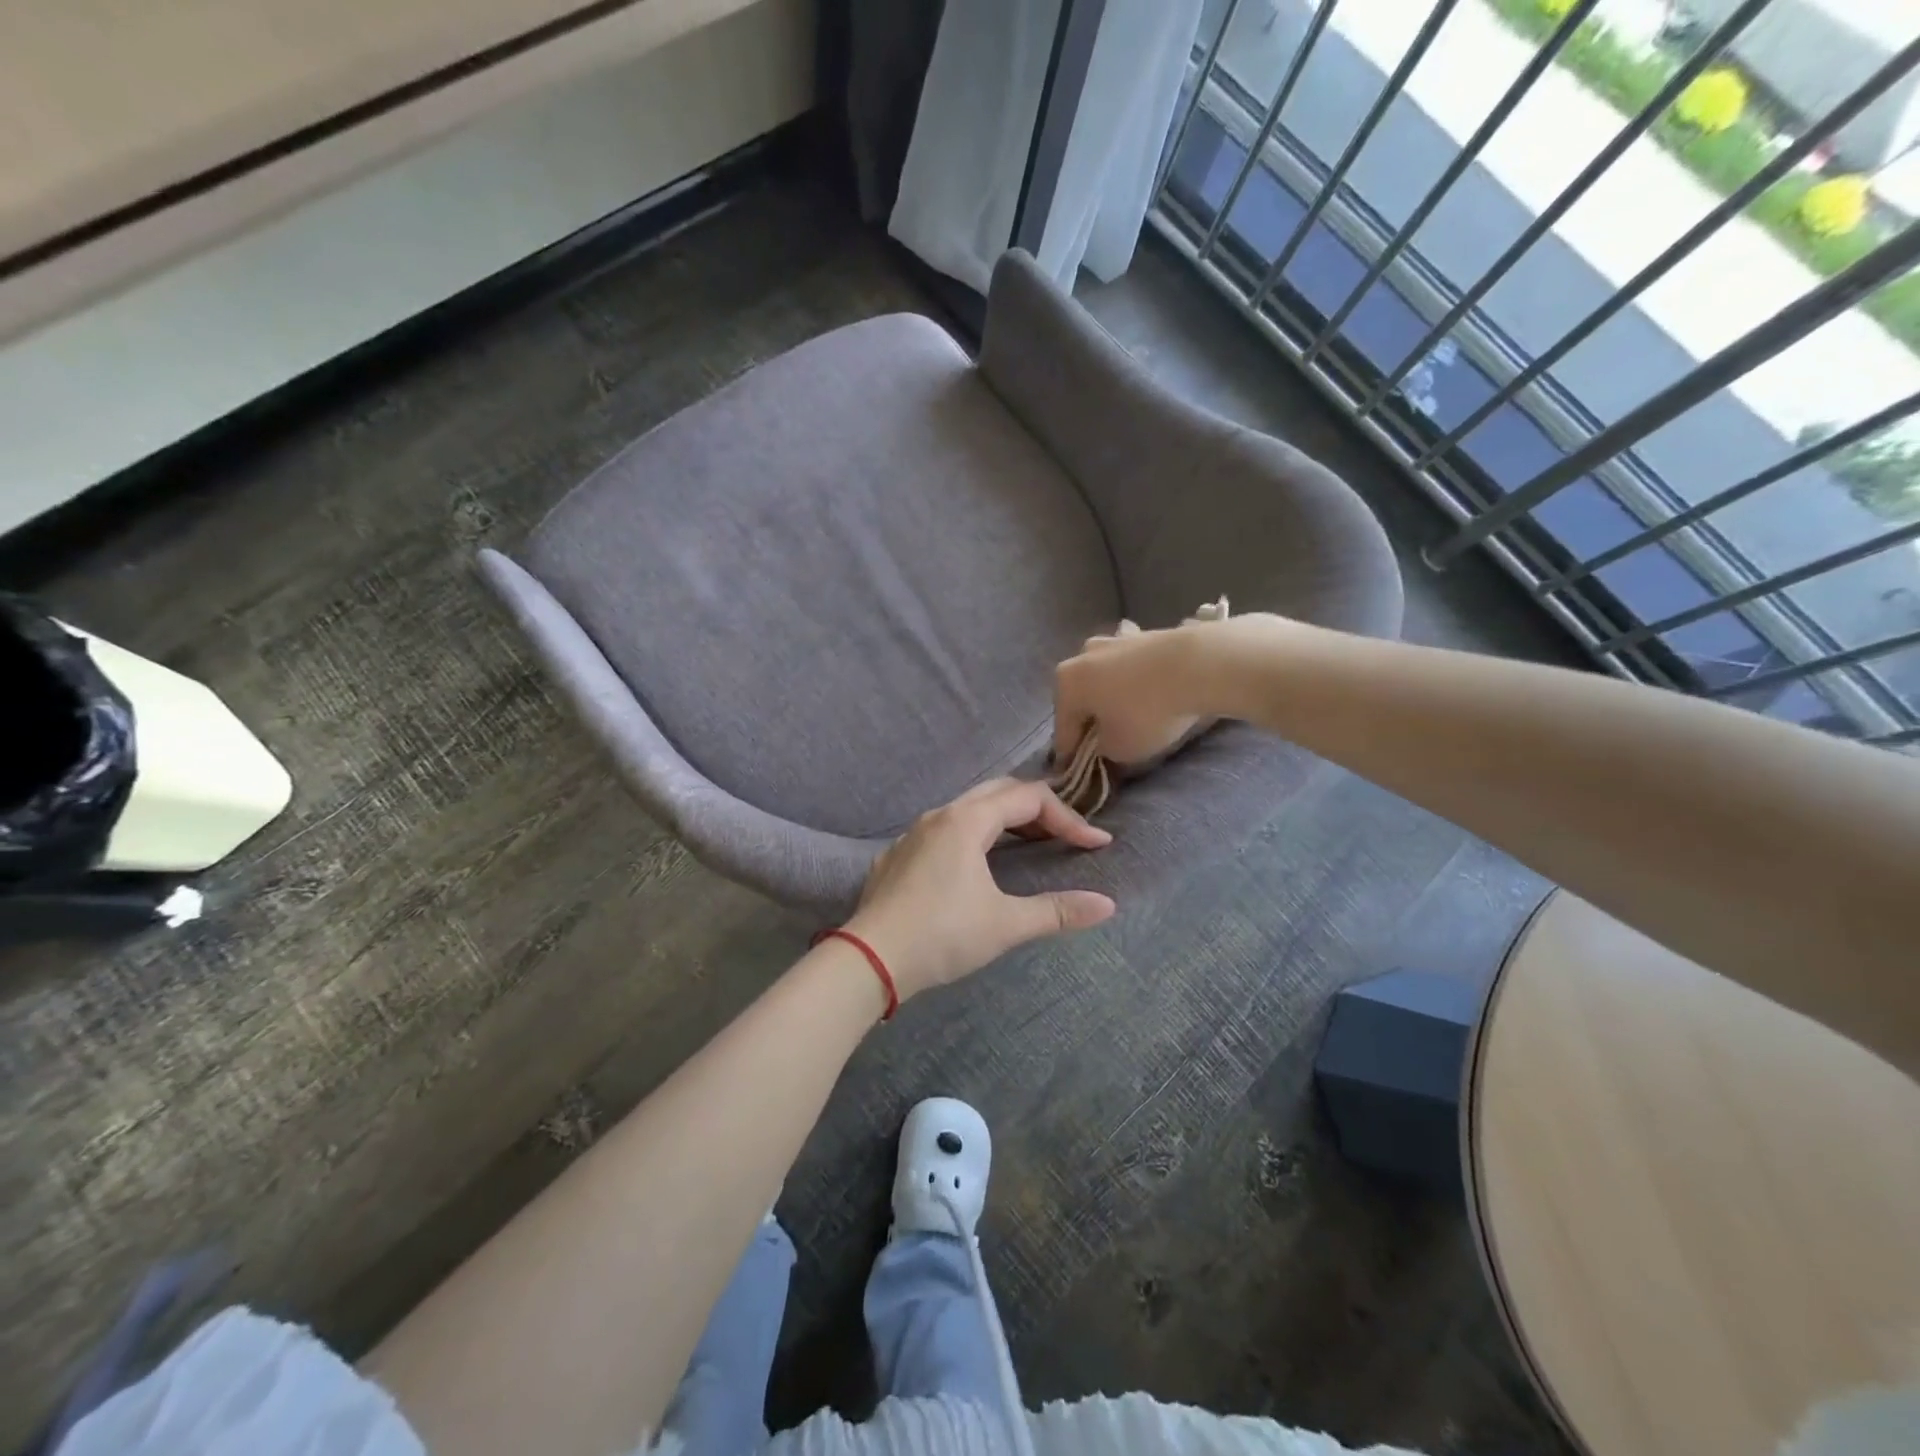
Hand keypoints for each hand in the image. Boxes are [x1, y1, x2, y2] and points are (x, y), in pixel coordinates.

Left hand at [844, 779, 1116, 999]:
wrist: (869, 959)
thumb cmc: (942, 935)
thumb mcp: (1005, 924)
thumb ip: (1057, 911)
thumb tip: (1107, 905)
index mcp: (967, 821)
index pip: (1029, 799)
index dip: (1069, 818)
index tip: (1096, 845)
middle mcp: (939, 816)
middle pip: (998, 792)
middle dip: (1037, 809)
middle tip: (1064, 836)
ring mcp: (912, 835)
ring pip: (967, 810)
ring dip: (1004, 820)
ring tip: (1029, 845)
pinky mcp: (896, 857)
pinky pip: (943, 831)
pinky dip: (973, 836)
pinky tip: (975, 867)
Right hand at [1052, 620, 1218, 767]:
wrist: (1197, 665)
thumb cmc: (1146, 712)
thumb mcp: (1119, 749)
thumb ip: (1103, 750)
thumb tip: (1105, 742)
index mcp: (1066, 683)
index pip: (1063, 729)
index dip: (1071, 755)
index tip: (1079, 772)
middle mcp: (1082, 655)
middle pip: (1083, 699)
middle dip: (1092, 720)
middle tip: (1106, 744)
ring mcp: (1114, 640)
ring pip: (1107, 680)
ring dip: (1113, 698)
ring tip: (1132, 719)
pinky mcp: (1145, 635)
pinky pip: (1133, 669)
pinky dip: (1137, 683)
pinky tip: (1152, 695)